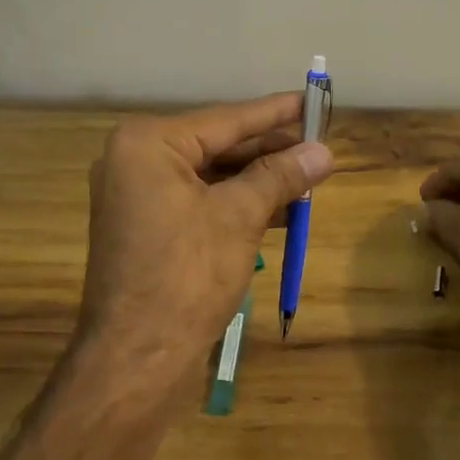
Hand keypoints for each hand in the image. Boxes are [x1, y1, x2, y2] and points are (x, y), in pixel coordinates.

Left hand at [77, 93, 333, 384]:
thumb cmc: (186, 276)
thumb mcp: (239, 217)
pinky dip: (237, 203)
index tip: (312, 100)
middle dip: (270, 150)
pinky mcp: (146, 227)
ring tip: (309, 177)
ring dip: (259, 179)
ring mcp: (137, 196)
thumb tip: (323, 152)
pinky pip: (199, 201)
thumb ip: (280, 176)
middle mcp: (135, 161)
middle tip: (318, 143)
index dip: (275, 113)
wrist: (135, 360)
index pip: (225, 119)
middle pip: (217, 145)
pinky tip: (280, 209)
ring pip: (211, 175)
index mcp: (147, 144)